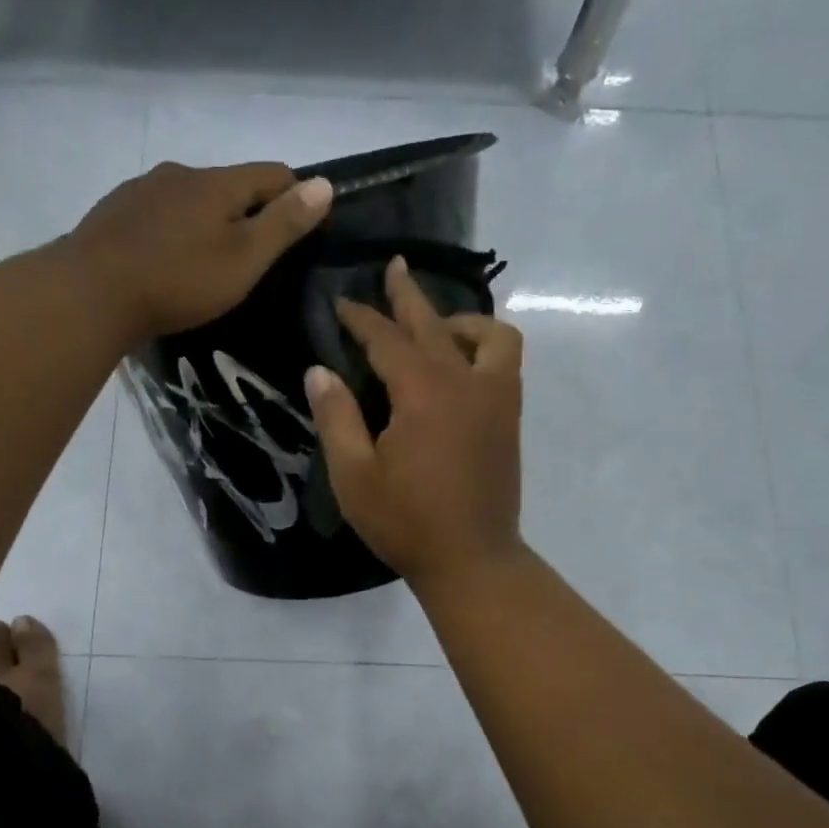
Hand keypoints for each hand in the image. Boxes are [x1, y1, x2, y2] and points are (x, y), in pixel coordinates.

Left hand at [59, 161, 333, 340]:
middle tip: (254, 257)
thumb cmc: (178, 280)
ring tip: (205, 263)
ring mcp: (140, 190)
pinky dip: (171, 232)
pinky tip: (164, 262)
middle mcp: (179, 174)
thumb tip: (325, 184)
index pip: (273, 173)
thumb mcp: (243, 259)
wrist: (89, 294)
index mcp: (217, 182)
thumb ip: (284, 224)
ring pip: (189, 199)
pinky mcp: (112, 213)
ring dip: (206, 221)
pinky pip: (156, 215)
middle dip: (248, 212)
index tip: (304, 229)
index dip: (296, 196)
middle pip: (229, 185)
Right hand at [305, 257, 526, 590]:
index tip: (341, 303)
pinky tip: (461, 367)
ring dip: (461, 321)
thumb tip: (320, 371)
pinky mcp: (508, 419)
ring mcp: (495, 399)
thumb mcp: (354, 475)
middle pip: (436, 324)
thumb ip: (337, 418)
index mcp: (423, 394)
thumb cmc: (405, 521)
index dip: (362, 318)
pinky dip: (484, 348)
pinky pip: (505, 362)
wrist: (472, 559)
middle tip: (394, 268)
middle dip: (409, 295)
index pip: (387, 340)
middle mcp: (465, 383)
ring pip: (491, 336)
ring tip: (437, 327)